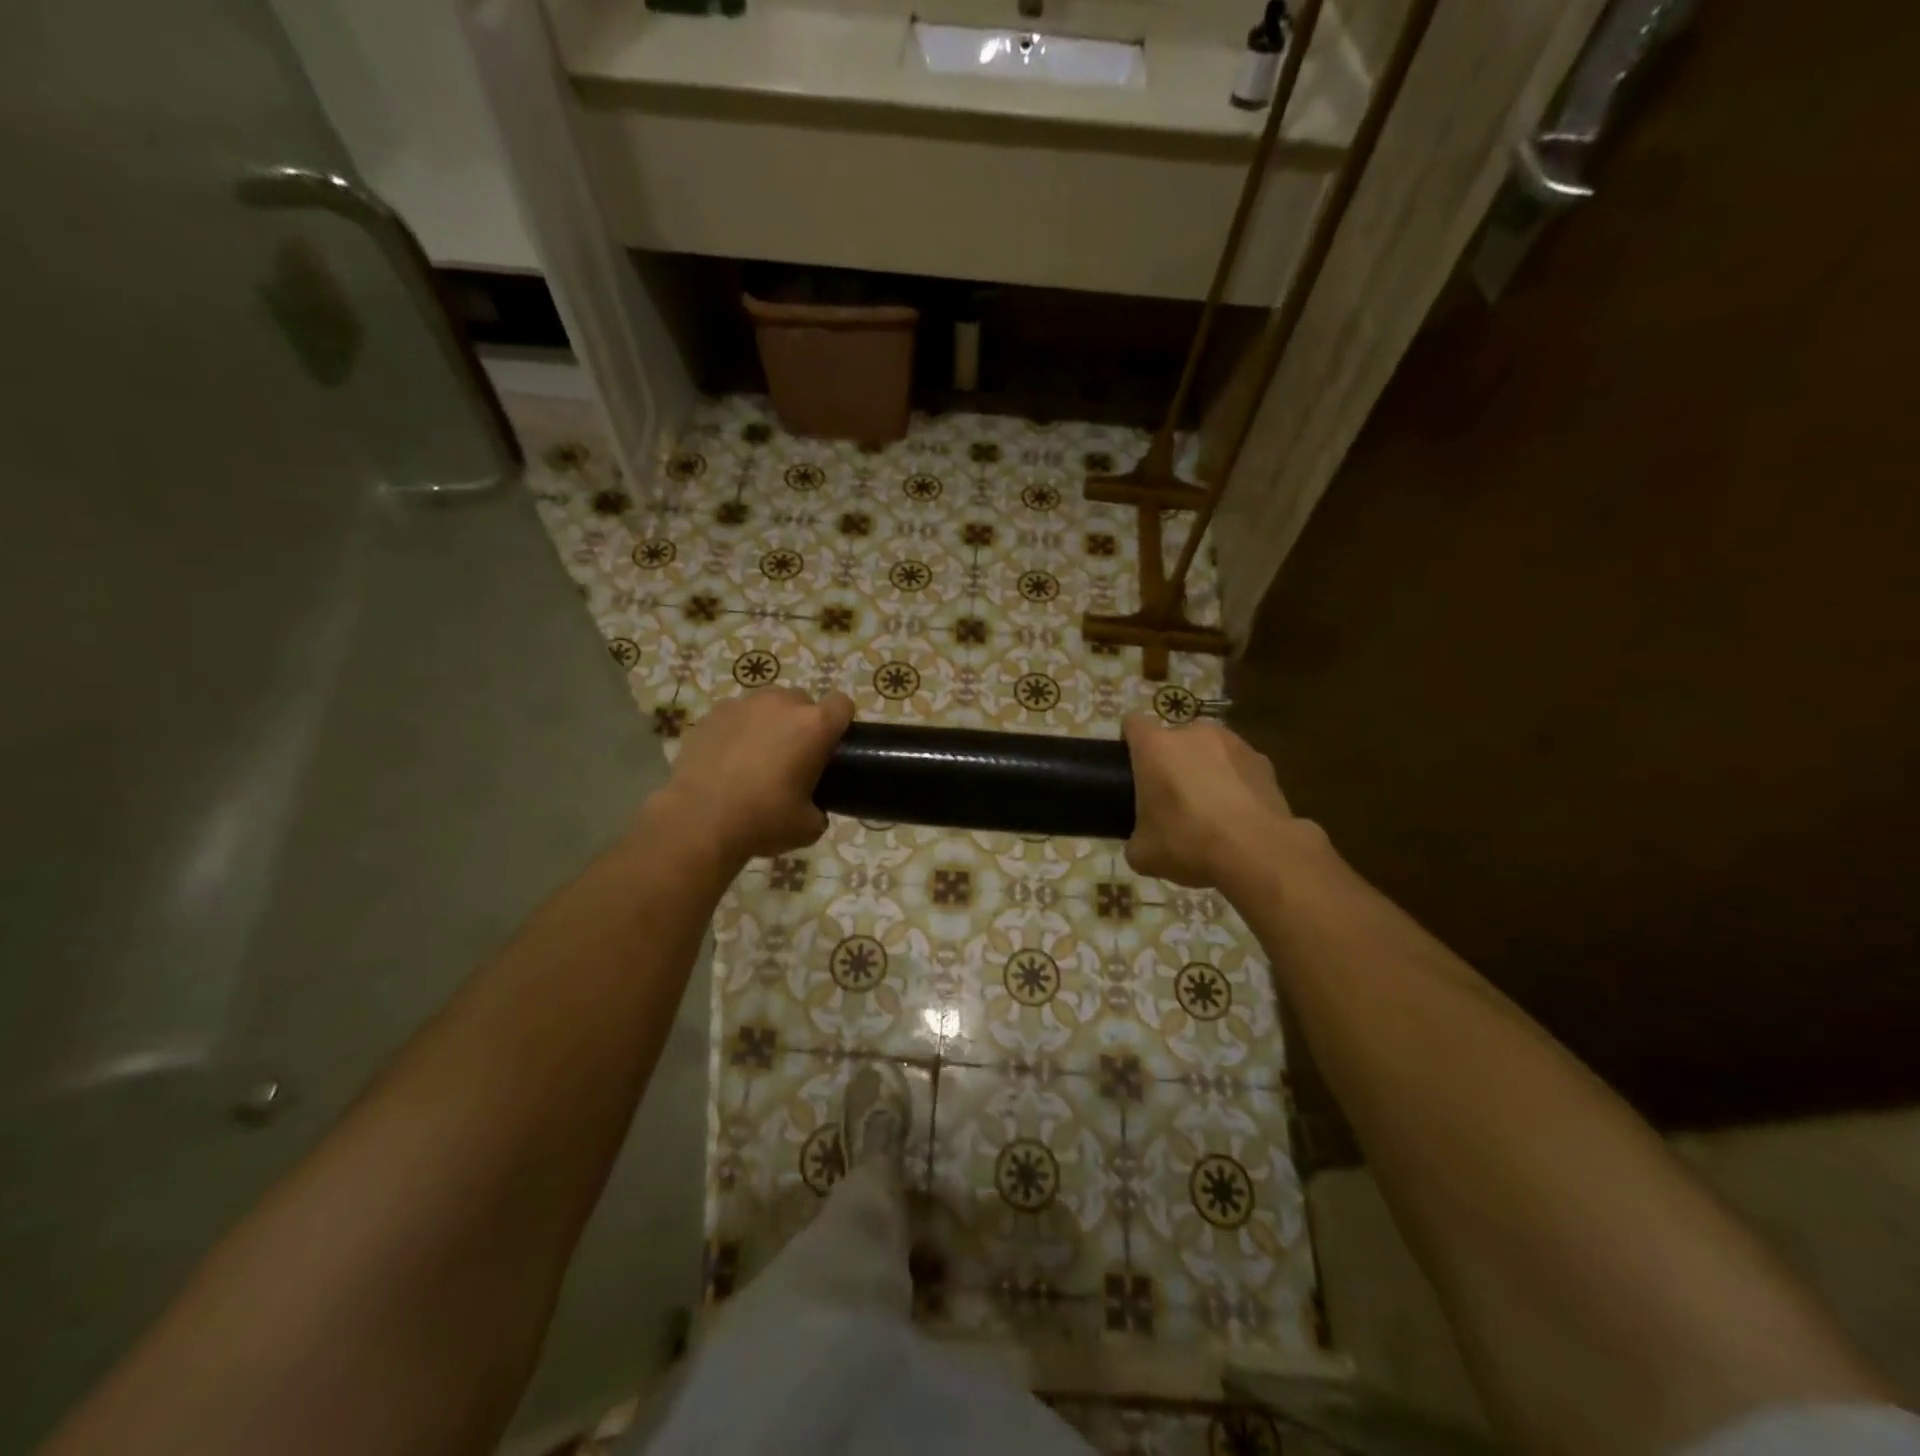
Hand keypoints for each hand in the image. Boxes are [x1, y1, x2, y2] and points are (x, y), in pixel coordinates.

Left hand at [653, 689, 854, 863]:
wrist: (698, 821)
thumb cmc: (763, 820)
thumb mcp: (807, 827)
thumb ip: (819, 809)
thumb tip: (813, 809)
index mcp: (814, 726)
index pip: (842, 705)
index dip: (841, 723)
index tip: (832, 746)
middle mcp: (782, 704)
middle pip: (803, 701)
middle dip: (802, 723)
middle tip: (793, 757)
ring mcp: (744, 705)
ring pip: (768, 704)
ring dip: (770, 722)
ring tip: (756, 756)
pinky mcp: (712, 714)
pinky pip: (736, 714)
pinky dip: (737, 729)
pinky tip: (727, 758)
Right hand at [1122, 714, 1296, 887]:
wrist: (1258, 853)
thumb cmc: (1189, 843)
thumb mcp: (1143, 854)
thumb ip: (1135, 837)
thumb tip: (1141, 840)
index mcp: (1156, 747)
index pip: (1133, 723)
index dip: (1129, 742)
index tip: (1131, 767)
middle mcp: (1193, 733)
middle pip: (1173, 739)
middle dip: (1170, 762)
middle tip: (1171, 798)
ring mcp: (1233, 743)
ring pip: (1209, 749)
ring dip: (1204, 768)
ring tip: (1210, 807)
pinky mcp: (1263, 761)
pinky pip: (1238, 766)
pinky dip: (1235, 782)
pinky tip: (1238, 813)